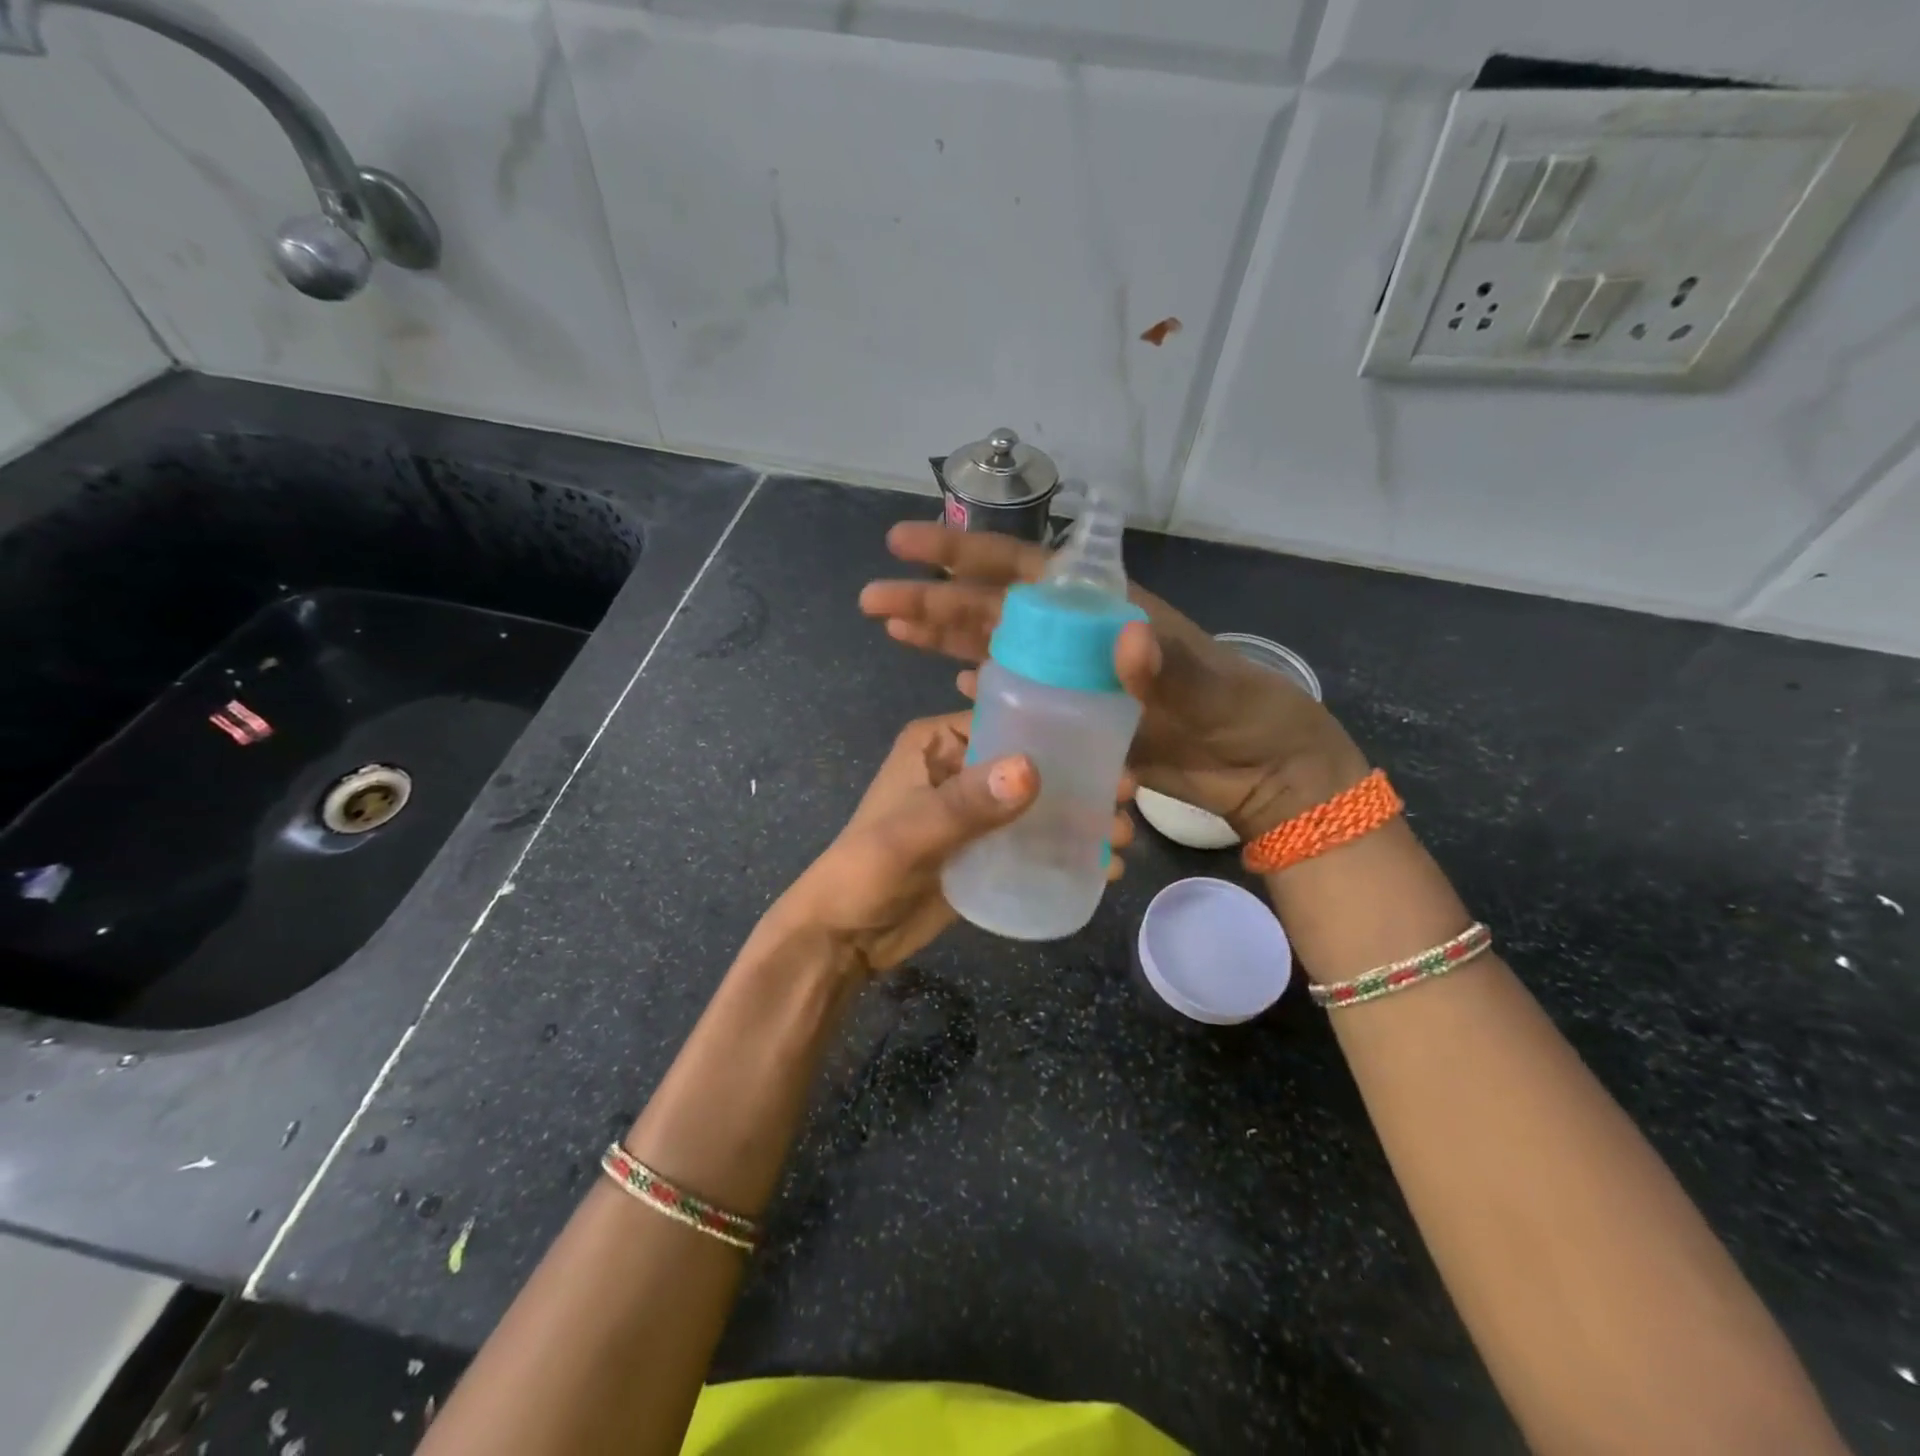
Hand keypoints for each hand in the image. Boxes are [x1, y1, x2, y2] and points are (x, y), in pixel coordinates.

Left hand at [763, 711, 1134, 975]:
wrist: (844, 938)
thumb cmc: (866, 870)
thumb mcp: (913, 833)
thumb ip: (968, 804)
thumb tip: (1032, 770)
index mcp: (936, 743)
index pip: (1005, 719)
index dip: (1055, 731)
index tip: (1109, 748)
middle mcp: (960, 769)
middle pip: (1029, 764)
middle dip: (1078, 779)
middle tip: (1126, 797)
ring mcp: (975, 814)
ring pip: (1037, 804)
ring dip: (1079, 817)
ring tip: (1123, 839)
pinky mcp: (985, 852)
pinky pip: (1031, 841)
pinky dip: (1064, 849)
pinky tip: (1104, 866)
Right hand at [858, 523, 1368, 838]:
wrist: (1258, 769)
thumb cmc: (1240, 713)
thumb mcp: (1209, 687)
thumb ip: (1166, 668)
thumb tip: (1123, 639)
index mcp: (1103, 608)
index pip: (1021, 568)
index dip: (963, 553)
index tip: (905, 544)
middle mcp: (1077, 634)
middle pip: (992, 607)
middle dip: (933, 599)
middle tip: (873, 601)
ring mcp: (1070, 675)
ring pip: (994, 645)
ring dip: (944, 636)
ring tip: (892, 628)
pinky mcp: (1072, 714)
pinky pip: (1017, 691)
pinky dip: (984, 682)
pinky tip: (953, 678)